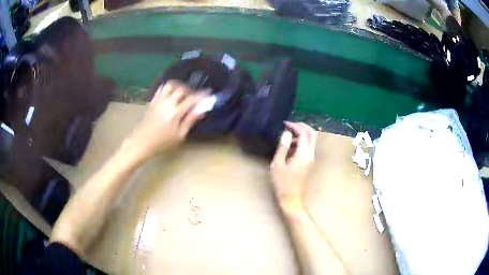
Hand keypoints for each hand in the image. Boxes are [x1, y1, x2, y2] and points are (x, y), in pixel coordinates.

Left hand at [124, 81, 209, 160]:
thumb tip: (201, 110)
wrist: (141, 143)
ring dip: (179, 86)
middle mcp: (166, 103)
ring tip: (182, 93)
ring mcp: (158, 101)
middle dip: (190, 91)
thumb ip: (190, 121)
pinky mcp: (152, 101)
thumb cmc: (161, 144)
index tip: (209, 92)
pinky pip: (161, 89)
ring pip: (170, 85)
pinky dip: (169, 88)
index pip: (191, 99)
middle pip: (181, 89)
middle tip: (194, 97)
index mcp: (175, 113)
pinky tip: (171, 95)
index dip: (201, 95)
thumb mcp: (179, 136)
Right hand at [271, 122, 316, 212]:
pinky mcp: (309, 163)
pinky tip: (290, 147)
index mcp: (303, 154)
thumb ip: (283, 147)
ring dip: (302, 135)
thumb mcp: (278, 164)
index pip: (304, 134)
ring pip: (311, 141)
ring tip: (287, 136)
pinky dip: (301, 142)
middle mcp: (310, 155)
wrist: (292, 199)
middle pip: (312, 135)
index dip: (295, 126)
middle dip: (302, 127)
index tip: (285, 123)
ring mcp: (311, 159)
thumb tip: (286, 133)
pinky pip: (308, 148)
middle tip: (290, 125)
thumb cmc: (283, 183)